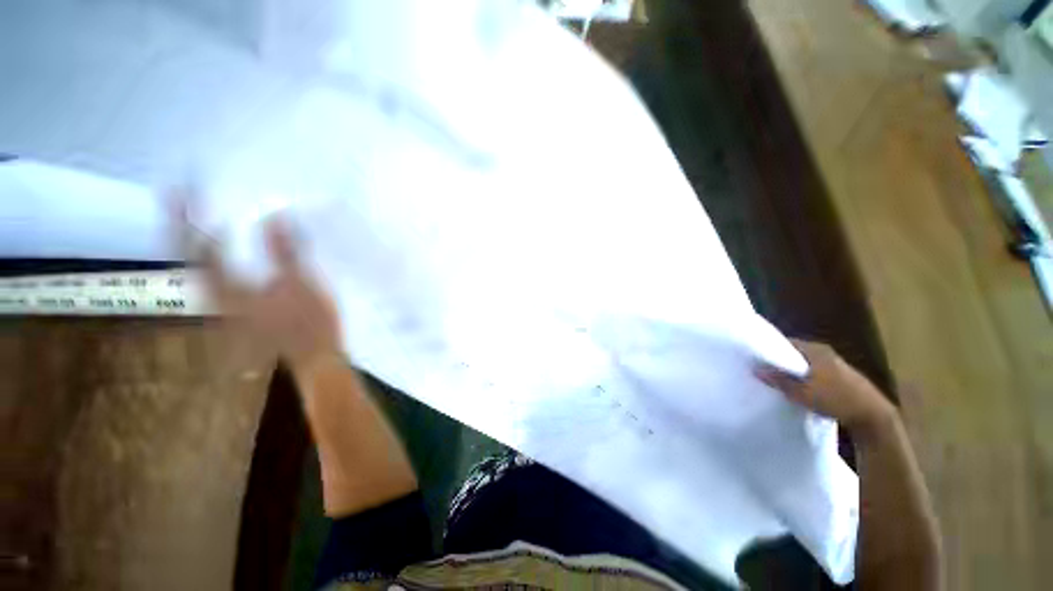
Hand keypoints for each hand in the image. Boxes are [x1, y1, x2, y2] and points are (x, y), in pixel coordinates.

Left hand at [175, 198, 342, 370]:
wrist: (315, 356)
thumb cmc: (310, 323)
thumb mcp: (302, 284)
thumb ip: (285, 251)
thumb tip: (273, 216)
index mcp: (230, 290)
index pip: (198, 249)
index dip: (186, 219)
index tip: (181, 189)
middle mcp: (217, 296)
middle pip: (188, 258)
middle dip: (181, 227)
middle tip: (180, 197)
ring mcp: (226, 304)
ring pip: (200, 267)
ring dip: (194, 241)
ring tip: (194, 216)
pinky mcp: (239, 308)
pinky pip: (217, 276)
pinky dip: (214, 257)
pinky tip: (222, 248)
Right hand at [755, 339, 895, 435]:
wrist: (874, 416)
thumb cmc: (836, 400)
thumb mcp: (802, 393)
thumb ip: (779, 380)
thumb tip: (756, 369)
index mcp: (815, 350)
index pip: (785, 343)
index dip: (769, 349)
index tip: (755, 357)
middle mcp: (825, 352)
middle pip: (795, 352)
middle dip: (780, 360)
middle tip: (763, 369)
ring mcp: (835, 364)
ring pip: (806, 363)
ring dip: (793, 370)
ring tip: (778, 379)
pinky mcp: (841, 376)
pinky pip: (815, 371)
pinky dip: (805, 377)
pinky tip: (800, 388)